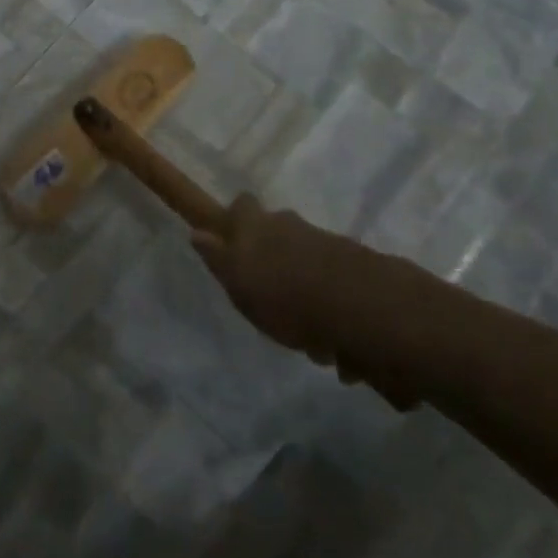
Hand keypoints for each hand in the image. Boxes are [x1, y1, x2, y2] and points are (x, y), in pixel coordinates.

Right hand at [191, 194, 442, 409]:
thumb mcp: (238, 280)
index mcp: (259, 226)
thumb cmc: (284, 295)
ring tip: (310, 342)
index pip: (241, 206)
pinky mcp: (359, 271)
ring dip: (306, 297)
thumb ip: (218, 257)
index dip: (236, 220)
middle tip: (271, 302)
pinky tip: (338, 351)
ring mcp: (328, 245)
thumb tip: (197, 233)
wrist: (360, 308)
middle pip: (278, 235)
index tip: (232, 244)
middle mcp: (293, 227)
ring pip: (309, 265)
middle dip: (274, 262)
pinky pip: (337, 293)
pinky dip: (334, 317)